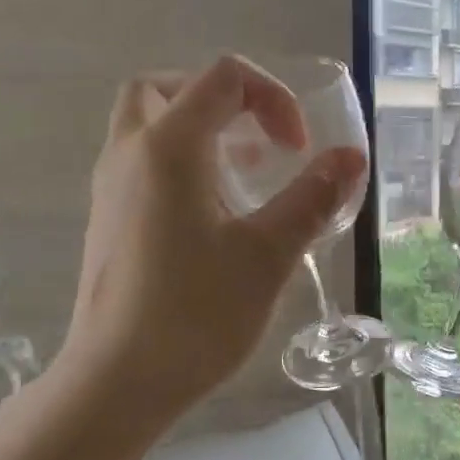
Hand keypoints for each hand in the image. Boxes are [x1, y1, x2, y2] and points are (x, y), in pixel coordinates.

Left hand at [60, 55, 366, 419]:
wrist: (118, 381)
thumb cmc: (196, 314)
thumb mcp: (268, 255)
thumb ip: (311, 198)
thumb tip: (351, 157)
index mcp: (169, 147)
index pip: (223, 78)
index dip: (273, 98)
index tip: (298, 151)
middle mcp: (129, 153)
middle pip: (165, 88)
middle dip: (220, 99)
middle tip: (257, 139)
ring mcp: (110, 189)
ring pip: (147, 127)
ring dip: (199, 132)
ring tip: (246, 175)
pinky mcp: (107, 222)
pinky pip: (142, 165)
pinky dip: (180, 165)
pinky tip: (214, 217)